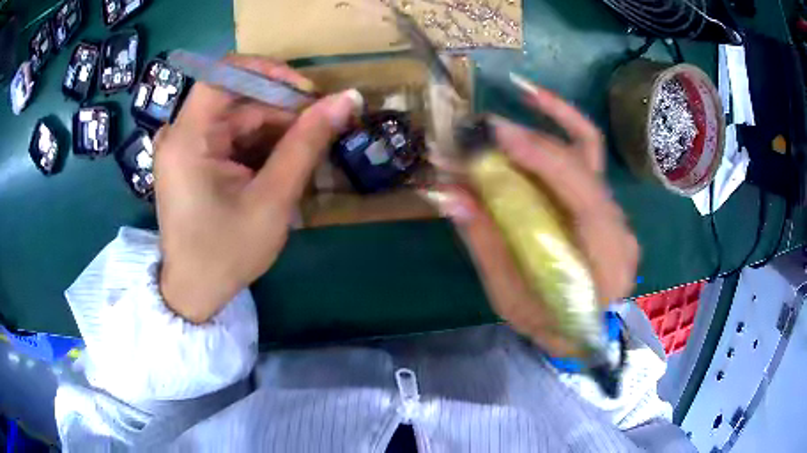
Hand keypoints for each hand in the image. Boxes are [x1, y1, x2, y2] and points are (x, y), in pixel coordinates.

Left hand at [155, 55, 362, 323]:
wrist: (195, 292)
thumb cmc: (227, 253)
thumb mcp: (272, 199)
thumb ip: (307, 143)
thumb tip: (346, 98)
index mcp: (187, 138)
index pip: (226, 73)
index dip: (270, 72)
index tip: (308, 93)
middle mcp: (180, 133)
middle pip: (236, 96)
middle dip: (280, 108)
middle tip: (320, 128)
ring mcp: (184, 145)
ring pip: (237, 116)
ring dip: (273, 128)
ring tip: (306, 151)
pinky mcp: (191, 158)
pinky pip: (229, 135)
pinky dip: (258, 143)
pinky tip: (280, 162)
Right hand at [433, 76, 638, 356]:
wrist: (584, 334)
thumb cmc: (550, 326)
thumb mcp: (512, 299)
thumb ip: (487, 245)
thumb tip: (448, 194)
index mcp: (607, 262)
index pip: (585, 197)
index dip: (544, 160)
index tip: (497, 134)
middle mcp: (619, 227)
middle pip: (584, 166)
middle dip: (530, 140)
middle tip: (480, 130)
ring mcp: (614, 211)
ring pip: (586, 151)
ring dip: (546, 123)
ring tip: (508, 108)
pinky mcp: (602, 202)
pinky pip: (584, 157)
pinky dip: (561, 127)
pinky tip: (537, 105)